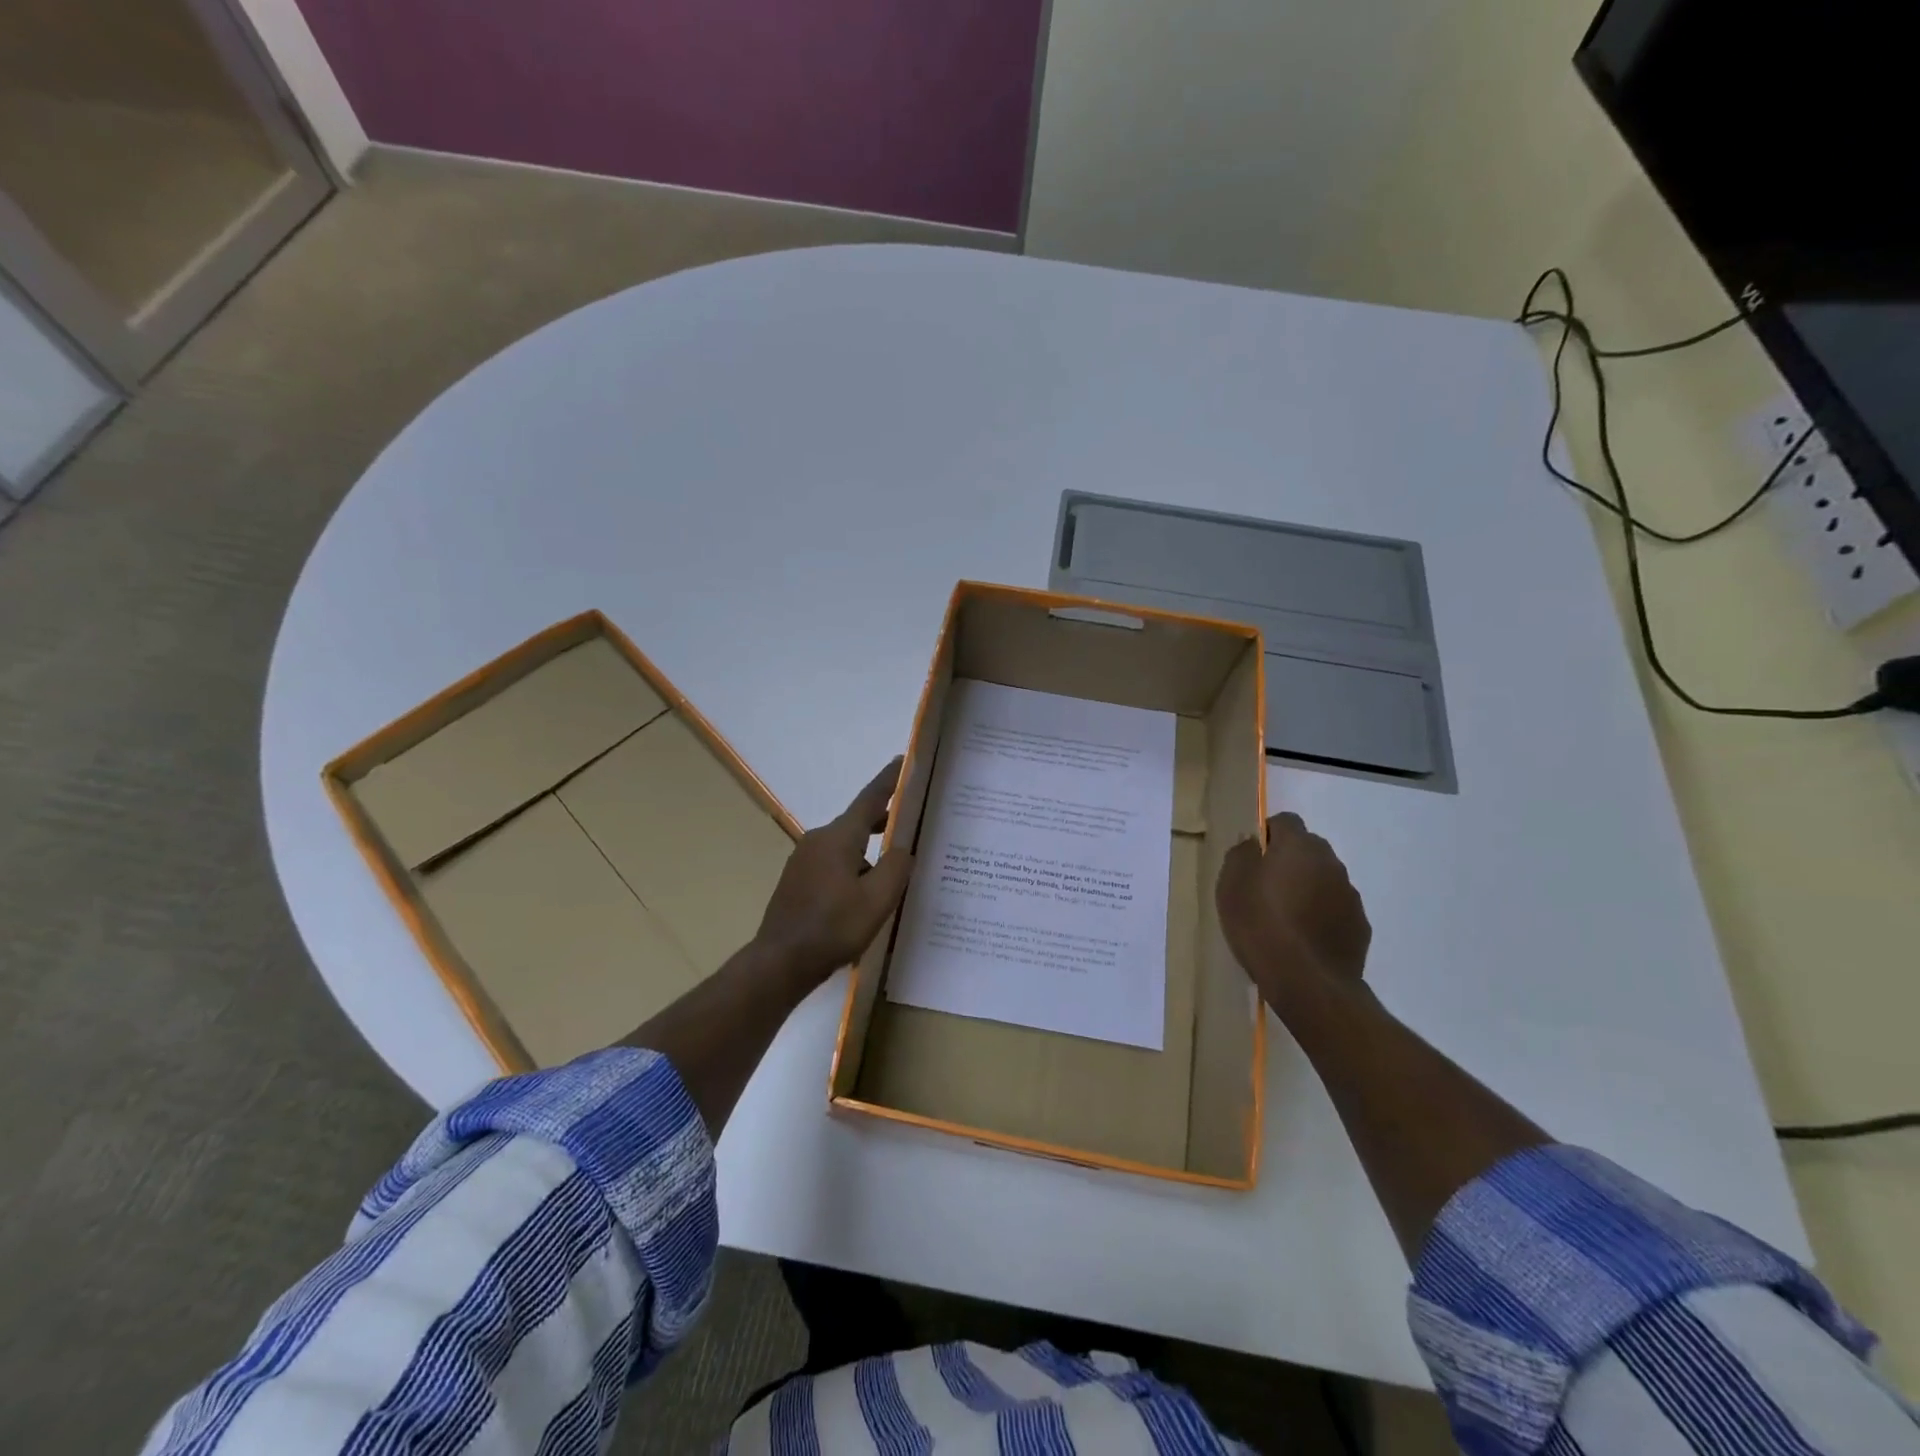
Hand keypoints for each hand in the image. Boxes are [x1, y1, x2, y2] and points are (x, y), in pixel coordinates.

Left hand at [754, 758, 913, 988]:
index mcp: (839, 837)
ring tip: (892, 871)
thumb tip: (903, 849)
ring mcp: (803, 860)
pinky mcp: (797, 880)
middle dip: (884, 821)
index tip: (903, 760)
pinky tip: (864, 894)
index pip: (870, 799)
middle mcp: (818, 839)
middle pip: (857, 822)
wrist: (780, 962)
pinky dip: (853, 868)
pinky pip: (832, 864)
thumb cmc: (833, 928)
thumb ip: (896, 867)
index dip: (889, 780)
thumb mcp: (877, 900)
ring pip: (845, 846)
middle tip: (911, 823)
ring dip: (868, 852)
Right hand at [1215, 811, 1370, 1010]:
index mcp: (1299, 846)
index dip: (1268, 834)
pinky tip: (1303, 939)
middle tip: (1265, 888)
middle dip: (1289, 862)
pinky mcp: (1360, 926)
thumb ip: (1241, 855)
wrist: (1308, 982)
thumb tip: (1252, 843)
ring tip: (1284, 918)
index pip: (1286, 821)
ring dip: (1307, 889)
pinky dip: (1321, 916)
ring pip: (1324, 880)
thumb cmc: (1260, 925)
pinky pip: (1335, 910)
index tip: (1252, 858)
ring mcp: (1350, 895)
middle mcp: (1331, 862)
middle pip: (1308, 850)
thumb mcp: (1231, 885)